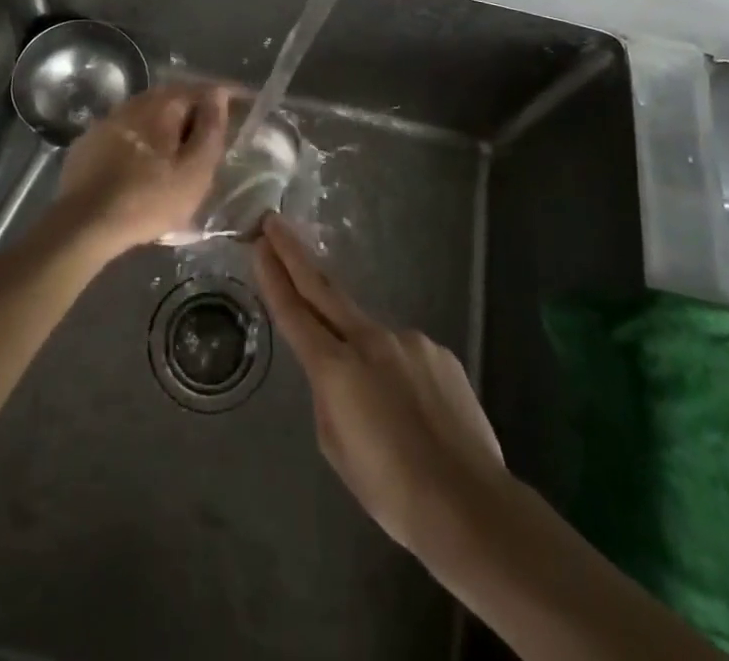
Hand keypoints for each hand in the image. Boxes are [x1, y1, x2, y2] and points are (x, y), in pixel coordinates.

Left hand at [55, 82, 230, 255]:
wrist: (83, 224)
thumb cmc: (148, 199)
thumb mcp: (194, 171)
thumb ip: (211, 129)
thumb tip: (218, 95)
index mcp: (162, 105)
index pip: (202, 89)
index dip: (226, 95)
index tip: (244, 103)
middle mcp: (134, 103)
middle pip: (173, 99)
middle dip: (195, 110)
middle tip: (213, 130)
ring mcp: (107, 121)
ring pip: (147, 116)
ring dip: (167, 126)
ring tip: (180, 149)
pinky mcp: (89, 143)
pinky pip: (126, 133)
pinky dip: (142, 140)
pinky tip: (144, 162)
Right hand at [254, 215, 506, 555]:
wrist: (469, 505)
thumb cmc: (391, 490)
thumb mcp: (337, 447)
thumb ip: (329, 395)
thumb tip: (336, 371)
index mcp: (337, 367)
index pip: (295, 311)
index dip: (274, 276)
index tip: (259, 244)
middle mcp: (371, 339)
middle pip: (324, 289)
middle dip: (295, 254)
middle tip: (274, 223)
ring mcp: (409, 340)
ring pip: (371, 337)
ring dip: (363, 356)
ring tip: (383, 413)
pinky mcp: (439, 351)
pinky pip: (406, 355)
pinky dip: (399, 375)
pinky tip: (414, 414)